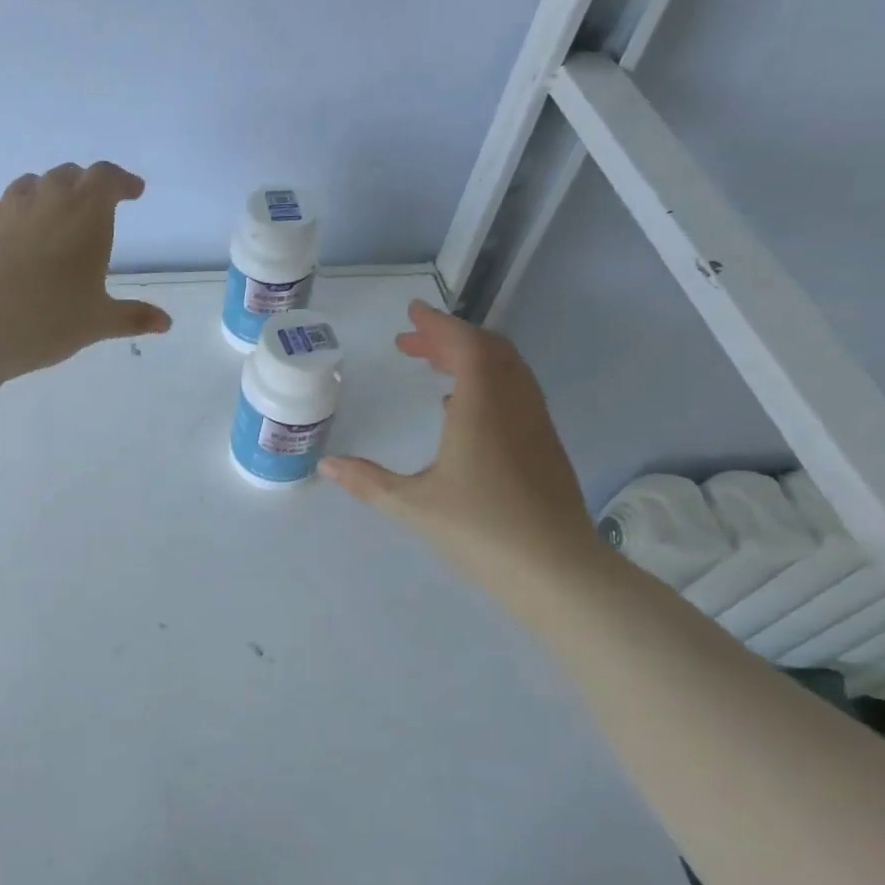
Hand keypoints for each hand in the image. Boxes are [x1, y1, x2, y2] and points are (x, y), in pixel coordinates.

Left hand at [0, 162, 172, 402]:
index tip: (133, 192)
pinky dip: (9, 215)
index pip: (108, 178)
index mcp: (86, 213)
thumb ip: (133, 317)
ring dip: (45, 194)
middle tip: (92, 205)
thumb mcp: (98, 321)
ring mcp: (5, 207)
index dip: (122, 181)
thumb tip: (165, 323)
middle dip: (84, 185)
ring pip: (30, 185)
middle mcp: (46, 198)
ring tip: (50, 217)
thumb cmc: (50, 319)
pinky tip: (7, 235)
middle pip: (68, 175)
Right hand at [320, 301, 603, 593]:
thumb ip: (367, 482)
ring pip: (508, 371)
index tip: (412, 312)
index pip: (466, 346)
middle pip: (490, 351)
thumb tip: (326, 466)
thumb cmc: (481, 531)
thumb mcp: (412, 506)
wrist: (558, 571)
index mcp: (483, 408)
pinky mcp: (545, 447)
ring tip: (434, 368)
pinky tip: (463, 411)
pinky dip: (488, 382)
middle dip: (450, 339)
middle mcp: (514, 406)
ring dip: (471, 359)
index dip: (439, 325)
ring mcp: (535, 426)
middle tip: (412, 343)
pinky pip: (516, 393)